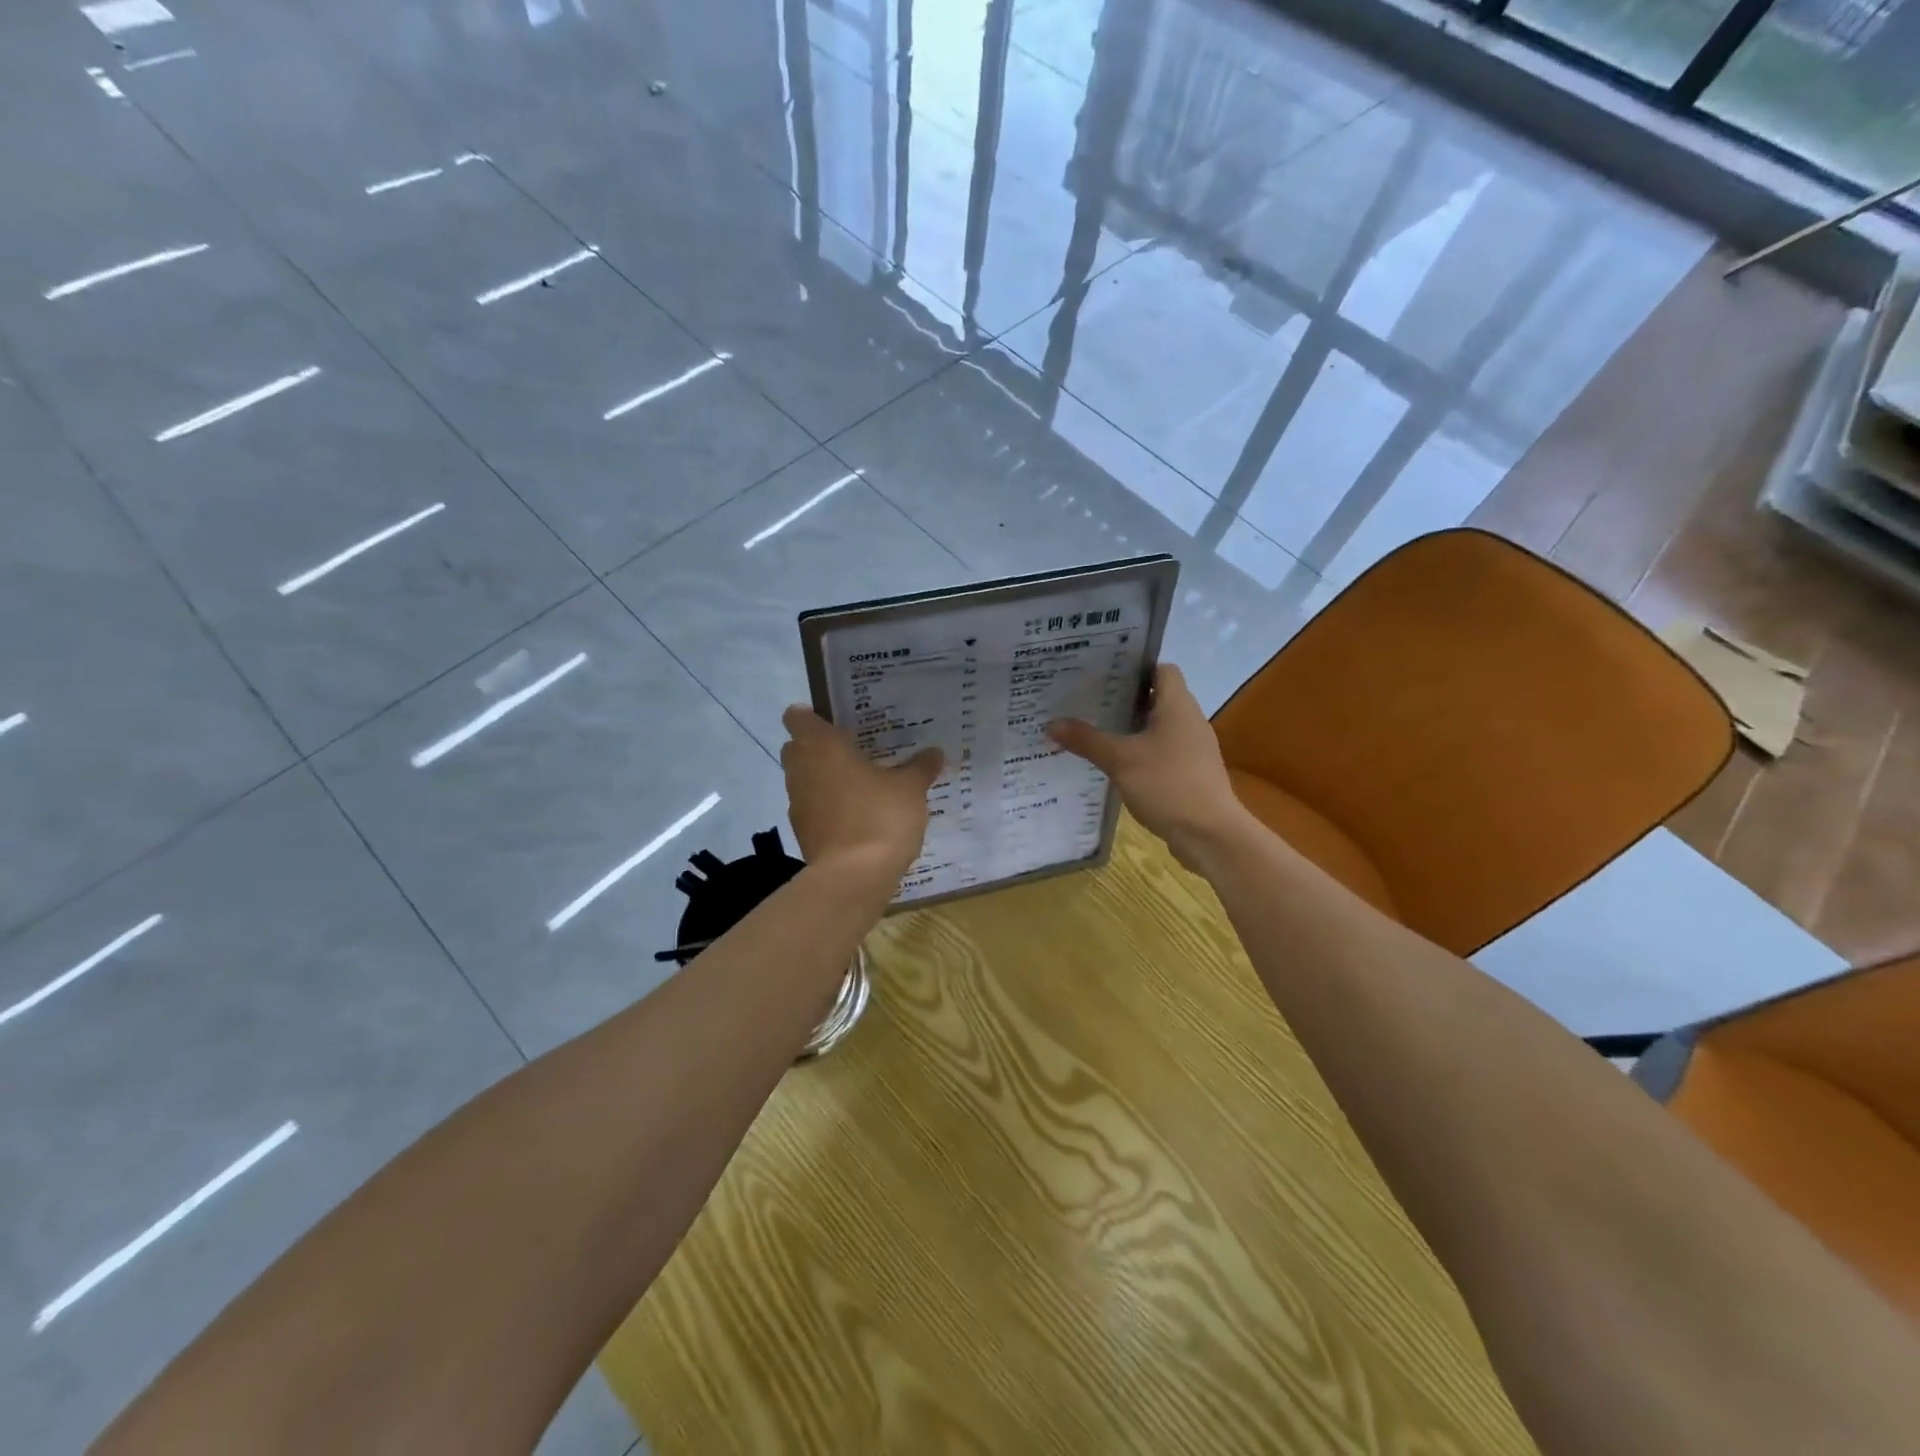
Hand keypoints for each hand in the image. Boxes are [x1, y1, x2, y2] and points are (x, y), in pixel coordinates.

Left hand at [780, 706, 943, 880]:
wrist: (853, 878)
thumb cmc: (879, 817)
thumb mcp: (910, 789)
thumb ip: (920, 767)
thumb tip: (934, 752)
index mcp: (821, 746)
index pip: (798, 717)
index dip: (813, 715)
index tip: (838, 719)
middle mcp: (802, 770)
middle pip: (798, 747)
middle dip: (819, 746)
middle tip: (855, 748)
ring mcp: (798, 803)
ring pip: (805, 778)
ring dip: (825, 778)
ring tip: (861, 782)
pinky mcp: (803, 832)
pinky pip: (813, 807)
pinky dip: (828, 806)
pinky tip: (857, 814)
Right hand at [1046, 664, 1252, 870]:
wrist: (1210, 834)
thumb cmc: (1168, 785)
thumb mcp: (1120, 760)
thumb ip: (1086, 740)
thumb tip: (1051, 724)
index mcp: (1178, 705)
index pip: (1161, 669)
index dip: (1135, 667)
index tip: (1103, 673)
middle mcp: (1189, 720)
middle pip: (1157, 697)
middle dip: (1124, 698)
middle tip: (1087, 700)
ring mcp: (1193, 748)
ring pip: (1158, 726)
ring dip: (1131, 727)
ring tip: (1095, 729)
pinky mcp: (1190, 772)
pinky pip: (1162, 750)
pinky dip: (1141, 751)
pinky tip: (1116, 763)